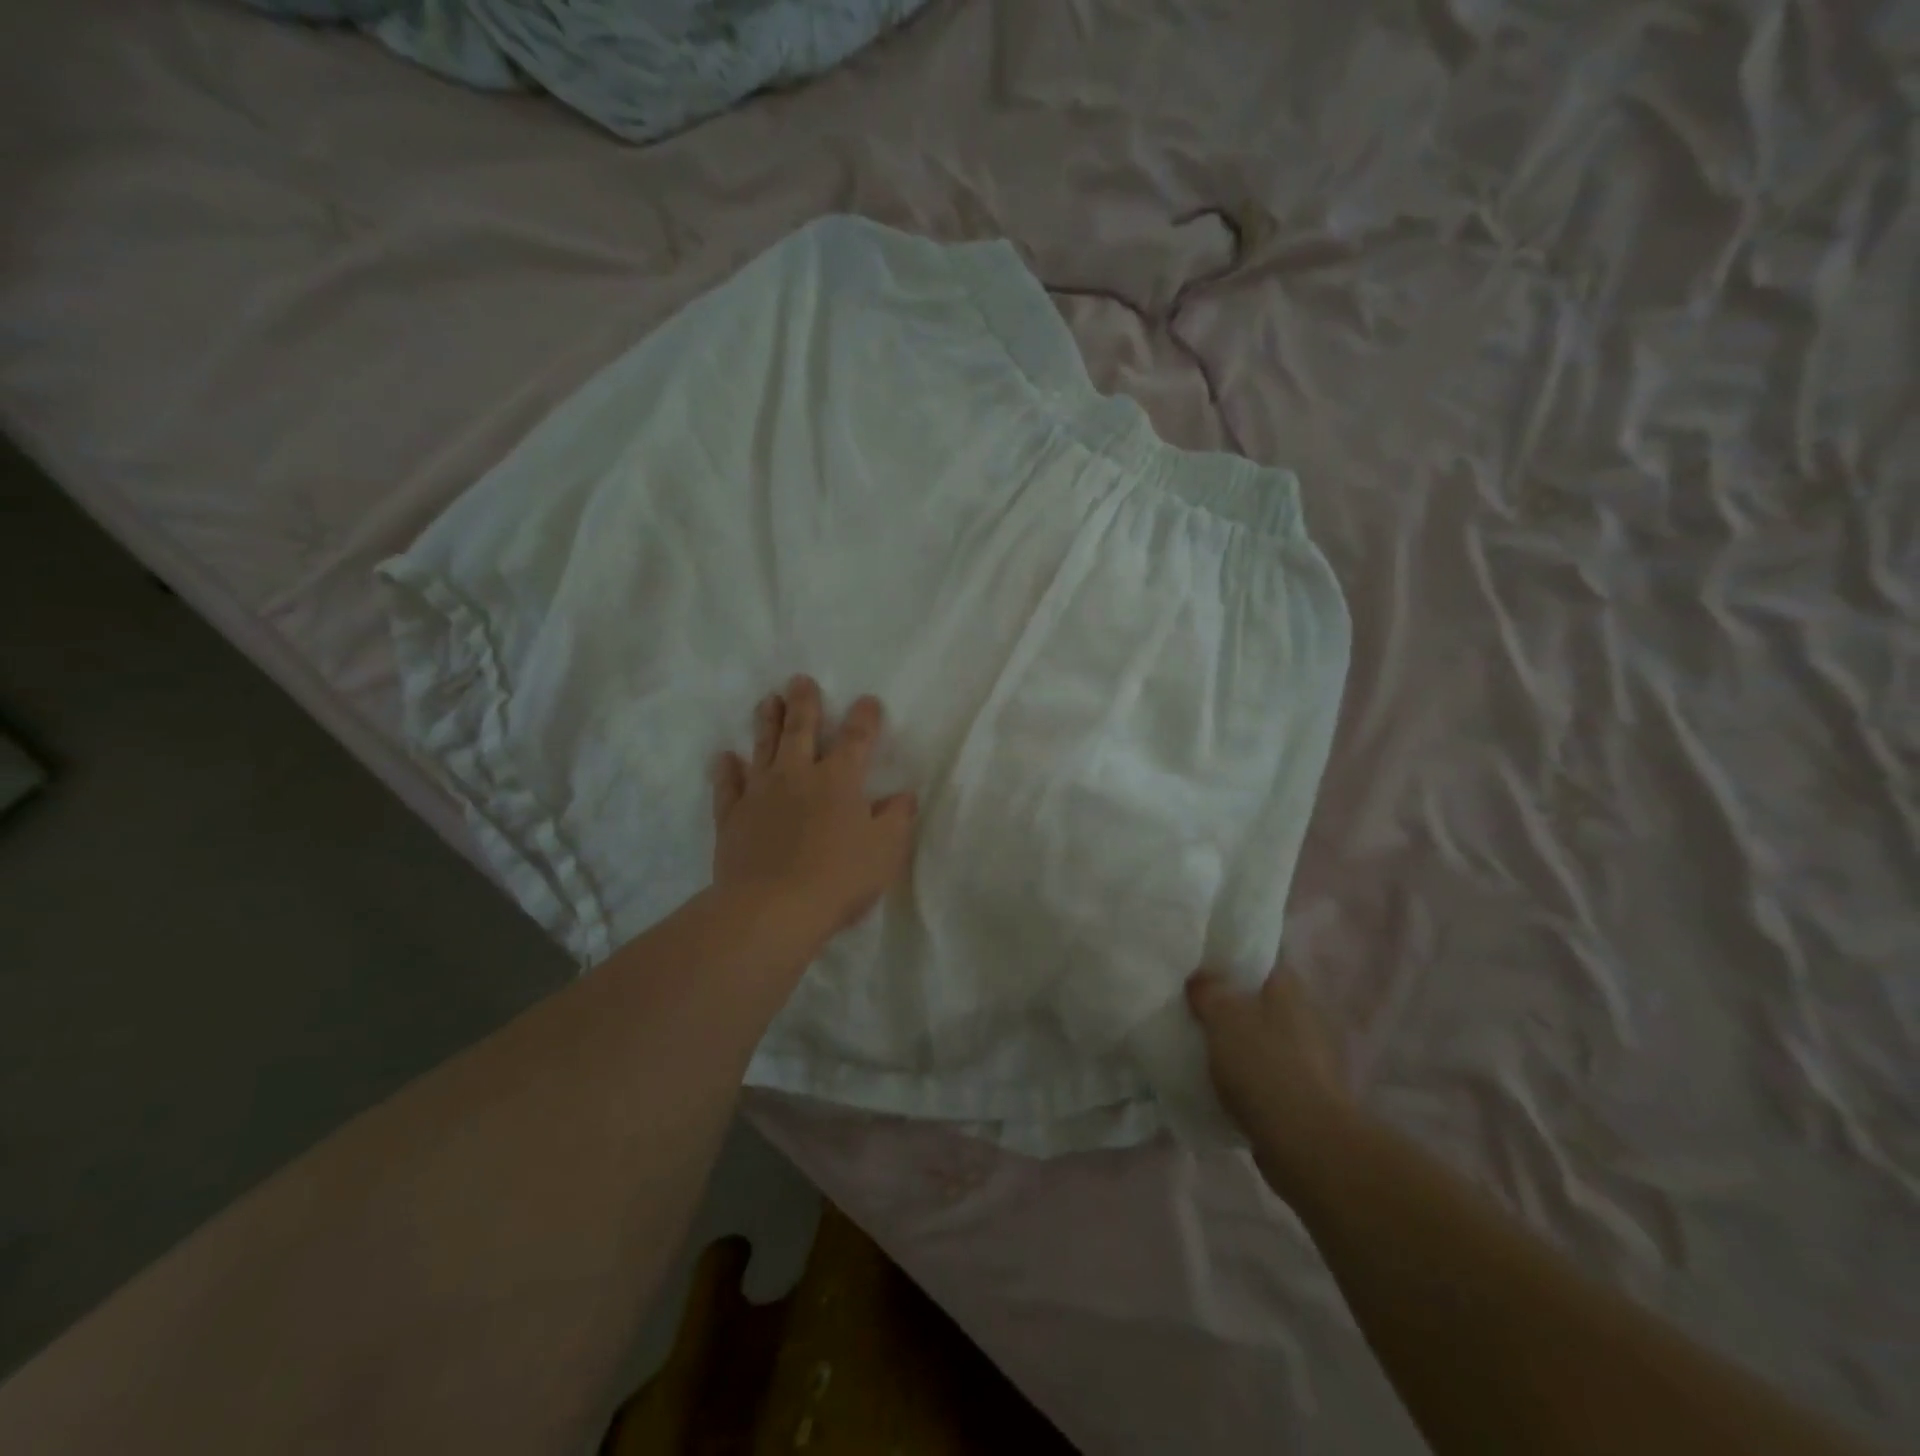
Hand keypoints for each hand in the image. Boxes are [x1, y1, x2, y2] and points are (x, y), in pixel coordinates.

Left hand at [710, 676, 917, 946]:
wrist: (772, 909)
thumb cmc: (838, 878)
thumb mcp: (885, 851)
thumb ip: (897, 819)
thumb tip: (904, 795)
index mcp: (839, 780)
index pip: (856, 738)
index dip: (864, 717)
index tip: (868, 700)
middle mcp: (798, 775)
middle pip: (801, 729)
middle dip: (804, 703)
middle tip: (799, 680)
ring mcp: (761, 793)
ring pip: (764, 747)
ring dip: (767, 722)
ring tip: (769, 701)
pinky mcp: (733, 816)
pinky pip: (728, 785)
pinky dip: (726, 769)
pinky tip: (725, 757)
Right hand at [1187, 967, 1353, 1192]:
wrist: (1305, 1142)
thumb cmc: (1263, 1063)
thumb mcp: (1222, 1014)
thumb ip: (1207, 989)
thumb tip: (1200, 978)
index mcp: (1290, 987)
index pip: (1261, 957)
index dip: (1231, 956)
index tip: (1201, 961)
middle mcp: (1305, 1015)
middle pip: (1260, 998)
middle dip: (1231, 1001)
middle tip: (1192, 1001)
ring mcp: (1309, 1056)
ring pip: (1262, 1035)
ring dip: (1237, 1039)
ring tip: (1200, 1041)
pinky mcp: (1304, 1092)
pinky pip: (1265, 1070)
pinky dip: (1245, 1073)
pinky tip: (1218, 1079)